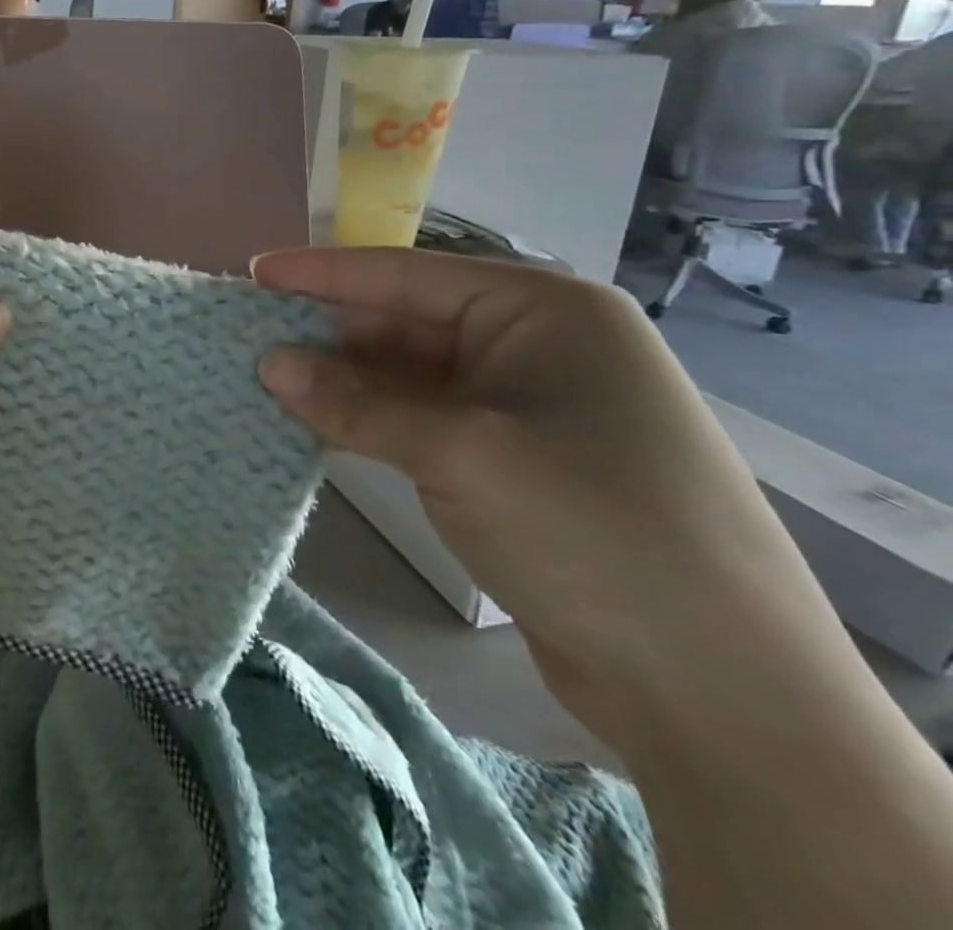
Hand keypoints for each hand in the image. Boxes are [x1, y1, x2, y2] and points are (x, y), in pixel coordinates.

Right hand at [253, 247, 839, 737]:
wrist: (716, 689)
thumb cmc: (590, 528)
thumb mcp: (459, 451)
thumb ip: (355, 401)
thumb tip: (270, 365)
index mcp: (543, 311)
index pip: (407, 275)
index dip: (323, 273)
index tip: (253, 273)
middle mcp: (535, 344)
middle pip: (404, 321)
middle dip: (327, 330)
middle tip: (247, 334)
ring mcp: (524, 404)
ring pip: (407, 372)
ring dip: (341, 378)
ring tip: (265, 376)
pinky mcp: (510, 459)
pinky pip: (419, 418)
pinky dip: (366, 418)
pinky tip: (312, 420)